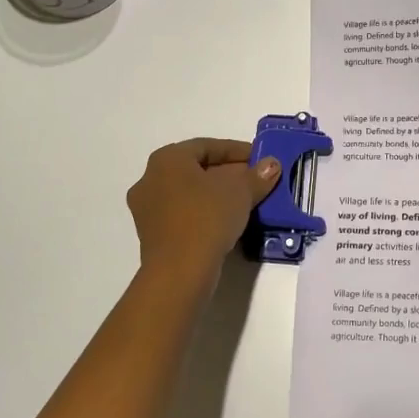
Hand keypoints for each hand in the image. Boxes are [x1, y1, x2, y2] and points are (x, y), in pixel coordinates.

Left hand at [127, 138, 280, 282]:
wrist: (179, 271)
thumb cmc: (207, 218)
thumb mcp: (240, 192)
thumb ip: (257, 175)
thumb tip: (271, 164)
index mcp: (167, 159)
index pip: (207, 146)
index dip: (237, 151)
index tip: (260, 159)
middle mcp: (150, 179)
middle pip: (196, 169)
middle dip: (228, 174)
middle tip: (255, 181)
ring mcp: (147, 209)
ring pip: (189, 193)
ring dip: (217, 195)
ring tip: (245, 203)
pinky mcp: (152, 235)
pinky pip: (183, 214)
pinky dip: (205, 213)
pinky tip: (226, 223)